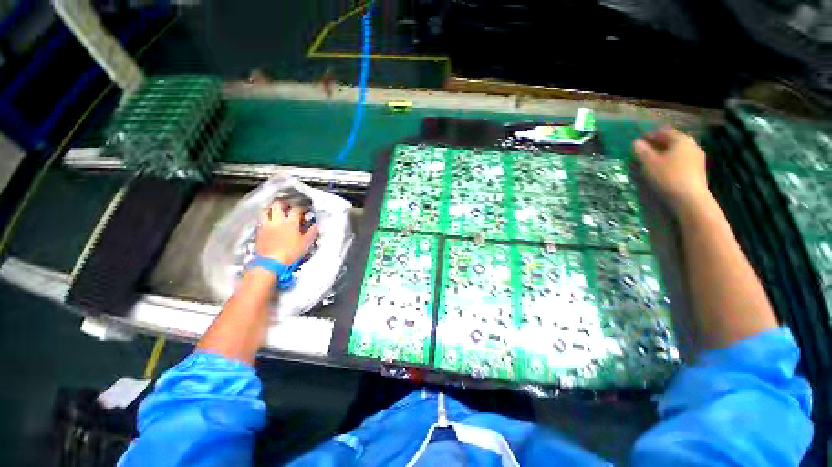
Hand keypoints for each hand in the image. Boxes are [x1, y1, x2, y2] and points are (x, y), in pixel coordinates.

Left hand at [255, 200, 318, 264]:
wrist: (270, 262)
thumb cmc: (290, 252)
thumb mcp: (305, 243)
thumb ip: (311, 233)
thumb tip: (316, 226)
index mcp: (291, 223)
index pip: (296, 210)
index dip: (300, 207)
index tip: (303, 209)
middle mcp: (278, 221)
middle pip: (277, 205)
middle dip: (282, 203)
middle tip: (286, 203)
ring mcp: (266, 225)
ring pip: (265, 211)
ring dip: (270, 208)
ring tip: (273, 209)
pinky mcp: (259, 232)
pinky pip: (260, 220)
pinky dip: (264, 218)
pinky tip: (267, 221)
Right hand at [633, 127, 712, 215]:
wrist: (690, 199)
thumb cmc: (667, 176)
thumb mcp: (649, 163)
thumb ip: (641, 151)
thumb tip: (636, 142)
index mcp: (681, 139)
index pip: (662, 132)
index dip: (648, 136)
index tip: (636, 142)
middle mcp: (692, 145)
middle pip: (671, 142)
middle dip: (656, 146)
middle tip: (642, 153)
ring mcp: (697, 158)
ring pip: (676, 152)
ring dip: (663, 155)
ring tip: (650, 163)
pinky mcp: (698, 171)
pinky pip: (680, 162)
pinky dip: (670, 163)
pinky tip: (662, 171)